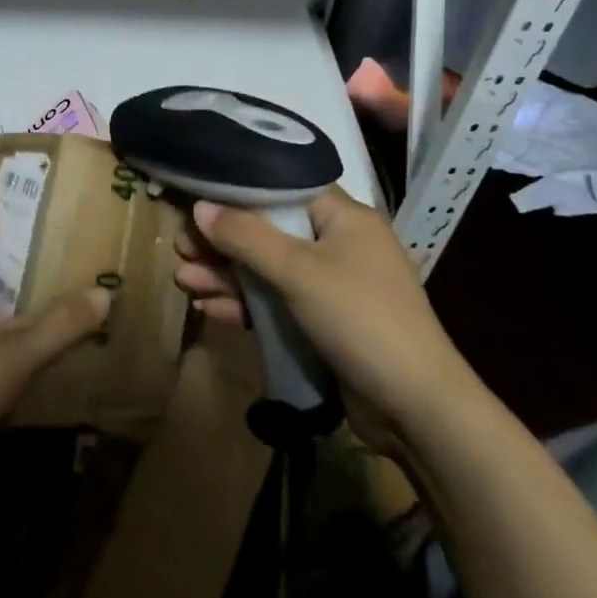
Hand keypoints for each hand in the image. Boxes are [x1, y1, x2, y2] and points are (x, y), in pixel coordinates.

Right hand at [176, 187, 470, 448]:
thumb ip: (246, 236)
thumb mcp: (298, 271)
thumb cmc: (360, 319)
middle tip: (180, 247)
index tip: (195, 199)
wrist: (416, 409)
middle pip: (267, 231)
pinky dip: (244, 305)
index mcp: (342, 218)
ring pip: (266, 270)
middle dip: (222, 242)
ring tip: (183, 281)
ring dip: (226, 276)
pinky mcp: (322, 323)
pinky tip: (209, 309)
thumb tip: (199, 207)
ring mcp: (329, 286)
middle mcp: (336, 244)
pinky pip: (275, 304)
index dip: (236, 193)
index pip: (281, 188)